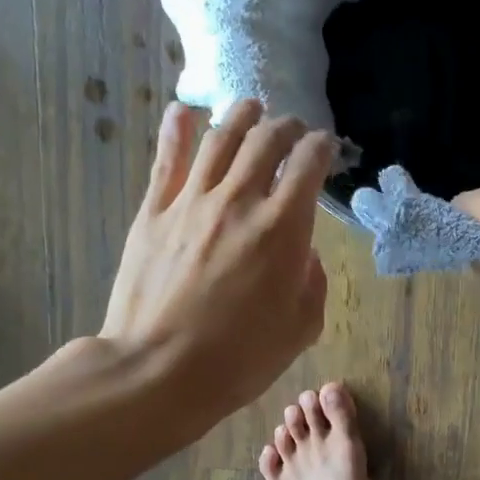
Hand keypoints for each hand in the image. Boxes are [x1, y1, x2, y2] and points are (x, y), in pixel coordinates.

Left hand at [99, 100, 333, 424]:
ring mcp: (191, 201)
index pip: (309, 164)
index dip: (323, 148)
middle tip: (293, 130)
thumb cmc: (239, 359)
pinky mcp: (152, 211)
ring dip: (241, 116)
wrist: (160, 370)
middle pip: (266, 139)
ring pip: (219, 137)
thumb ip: (313, 283)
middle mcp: (239, 200)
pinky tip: (185, 112)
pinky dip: (178, 128)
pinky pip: (167, 158)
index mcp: (283, 229)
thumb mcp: (300, 329)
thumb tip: (306, 255)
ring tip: (250, 109)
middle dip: (287, 127)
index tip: (326, 149)